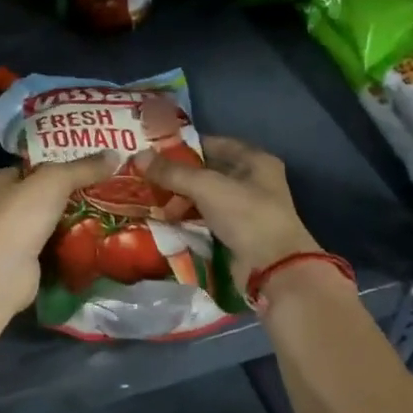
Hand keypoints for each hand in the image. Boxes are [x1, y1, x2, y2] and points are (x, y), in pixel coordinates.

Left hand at [0, 154, 116, 315]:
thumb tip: (114, 155)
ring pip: (48, 224)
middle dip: (69, 195)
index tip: (88, 164)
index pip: (30, 168)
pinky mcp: (24, 264)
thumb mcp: (54, 180)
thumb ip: (83, 168)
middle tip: (104, 189)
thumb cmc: (20, 215)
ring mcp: (10, 239)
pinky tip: (96, 242)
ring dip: (72, 222)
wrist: (3, 272)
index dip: (57, 164)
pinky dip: (70, 247)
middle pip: (41, 196)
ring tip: (107, 213)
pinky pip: (53, 250)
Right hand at [135, 137, 319, 279]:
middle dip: (177, 176)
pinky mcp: (237, 234)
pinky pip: (206, 219)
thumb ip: (172, 172)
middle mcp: (252, 181)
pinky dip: (187, 218)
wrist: (274, 269)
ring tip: (152, 202)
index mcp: (254, 161)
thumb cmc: (246, 215)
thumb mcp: (206, 187)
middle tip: (146, 178)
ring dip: (180, 199)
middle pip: (207, 172)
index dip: (184, 146)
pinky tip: (166, 221)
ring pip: (204, 197)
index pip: (213, 144)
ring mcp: (245, 209)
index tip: (154, 151)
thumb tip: (137, 156)